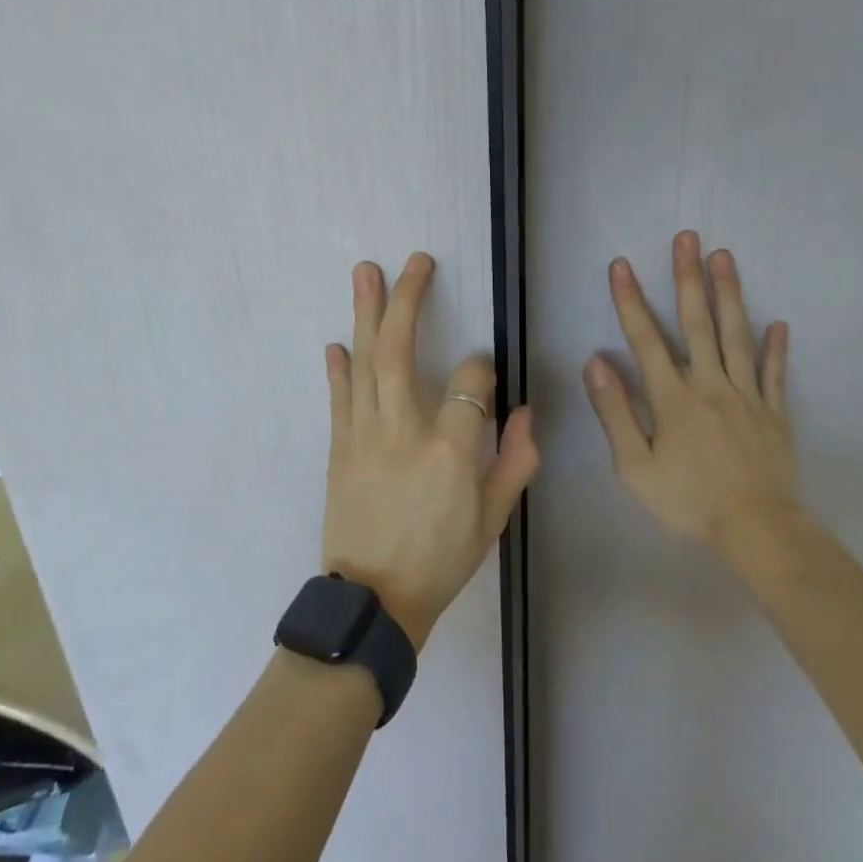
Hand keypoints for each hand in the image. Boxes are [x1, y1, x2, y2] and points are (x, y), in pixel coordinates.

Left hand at [322, 253, 538, 650]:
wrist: (374, 600)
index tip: (484, 371)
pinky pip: (338, 396)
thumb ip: (516, 460)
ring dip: (365, 312)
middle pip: (401, 349)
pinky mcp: (338, 446)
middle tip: (416, 261)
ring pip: (364, 361)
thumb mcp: (494, 518)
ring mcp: (364, 434)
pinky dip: (337, 366)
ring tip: (365, 271)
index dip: (483, 367)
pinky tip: (337, 340)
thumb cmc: (442, 558)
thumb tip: (526, 411)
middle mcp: (405, 429)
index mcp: (452, 448)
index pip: (472, 380)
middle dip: (409, 299)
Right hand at [583, 231, 800, 553]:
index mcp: (673, 397)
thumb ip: (616, 412)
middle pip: (698, 323)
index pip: (646, 339)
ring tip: (724, 256)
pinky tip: (778, 323)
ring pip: (737, 336)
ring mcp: (747, 396)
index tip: (621, 264)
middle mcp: (711, 384)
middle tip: (687, 237)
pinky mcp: (775, 413)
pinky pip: (775, 374)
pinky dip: (776, 348)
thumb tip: (596, 363)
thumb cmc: (688, 501)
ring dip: (729, 294)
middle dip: (688, 278)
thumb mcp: (635, 466)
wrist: (759, 531)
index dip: (631, 300)